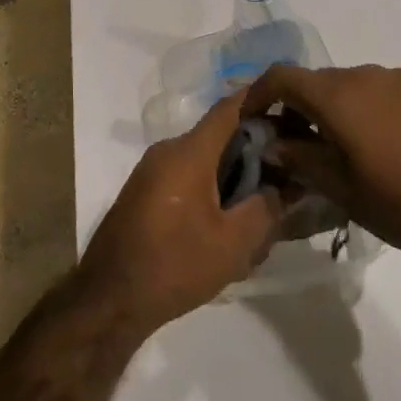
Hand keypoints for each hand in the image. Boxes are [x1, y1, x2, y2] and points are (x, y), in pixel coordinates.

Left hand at [78, 90, 285, 336]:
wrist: (110, 297)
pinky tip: (227, 229)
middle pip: (219, 137)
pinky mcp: (145, 193)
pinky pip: (187, 178)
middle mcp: (168, 151)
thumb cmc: (174, 264)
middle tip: (286, 177)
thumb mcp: (232, 244)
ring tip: (261, 213)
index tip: (290, 110)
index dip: (261, 102)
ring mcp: (152, 171)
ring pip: (204, 162)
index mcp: (189, 151)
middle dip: (254, 153)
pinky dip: (211, 191)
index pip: (229, 108)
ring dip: (233, 179)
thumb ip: (265, 209)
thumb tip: (284, 187)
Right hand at [242, 64, 400, 275]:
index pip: (282, 77)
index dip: (259, 94)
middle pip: (321, 82)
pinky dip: (379, 110)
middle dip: (303, 108)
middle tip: (301, 144)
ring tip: (353, 150)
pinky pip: (392, 91)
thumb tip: (271, 143)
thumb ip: (300, 159)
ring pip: (358, 86)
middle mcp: (369, 73)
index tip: (253, 119)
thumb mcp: (344, 191)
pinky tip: (397, 147)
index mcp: (339, 95)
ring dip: (344, 110)